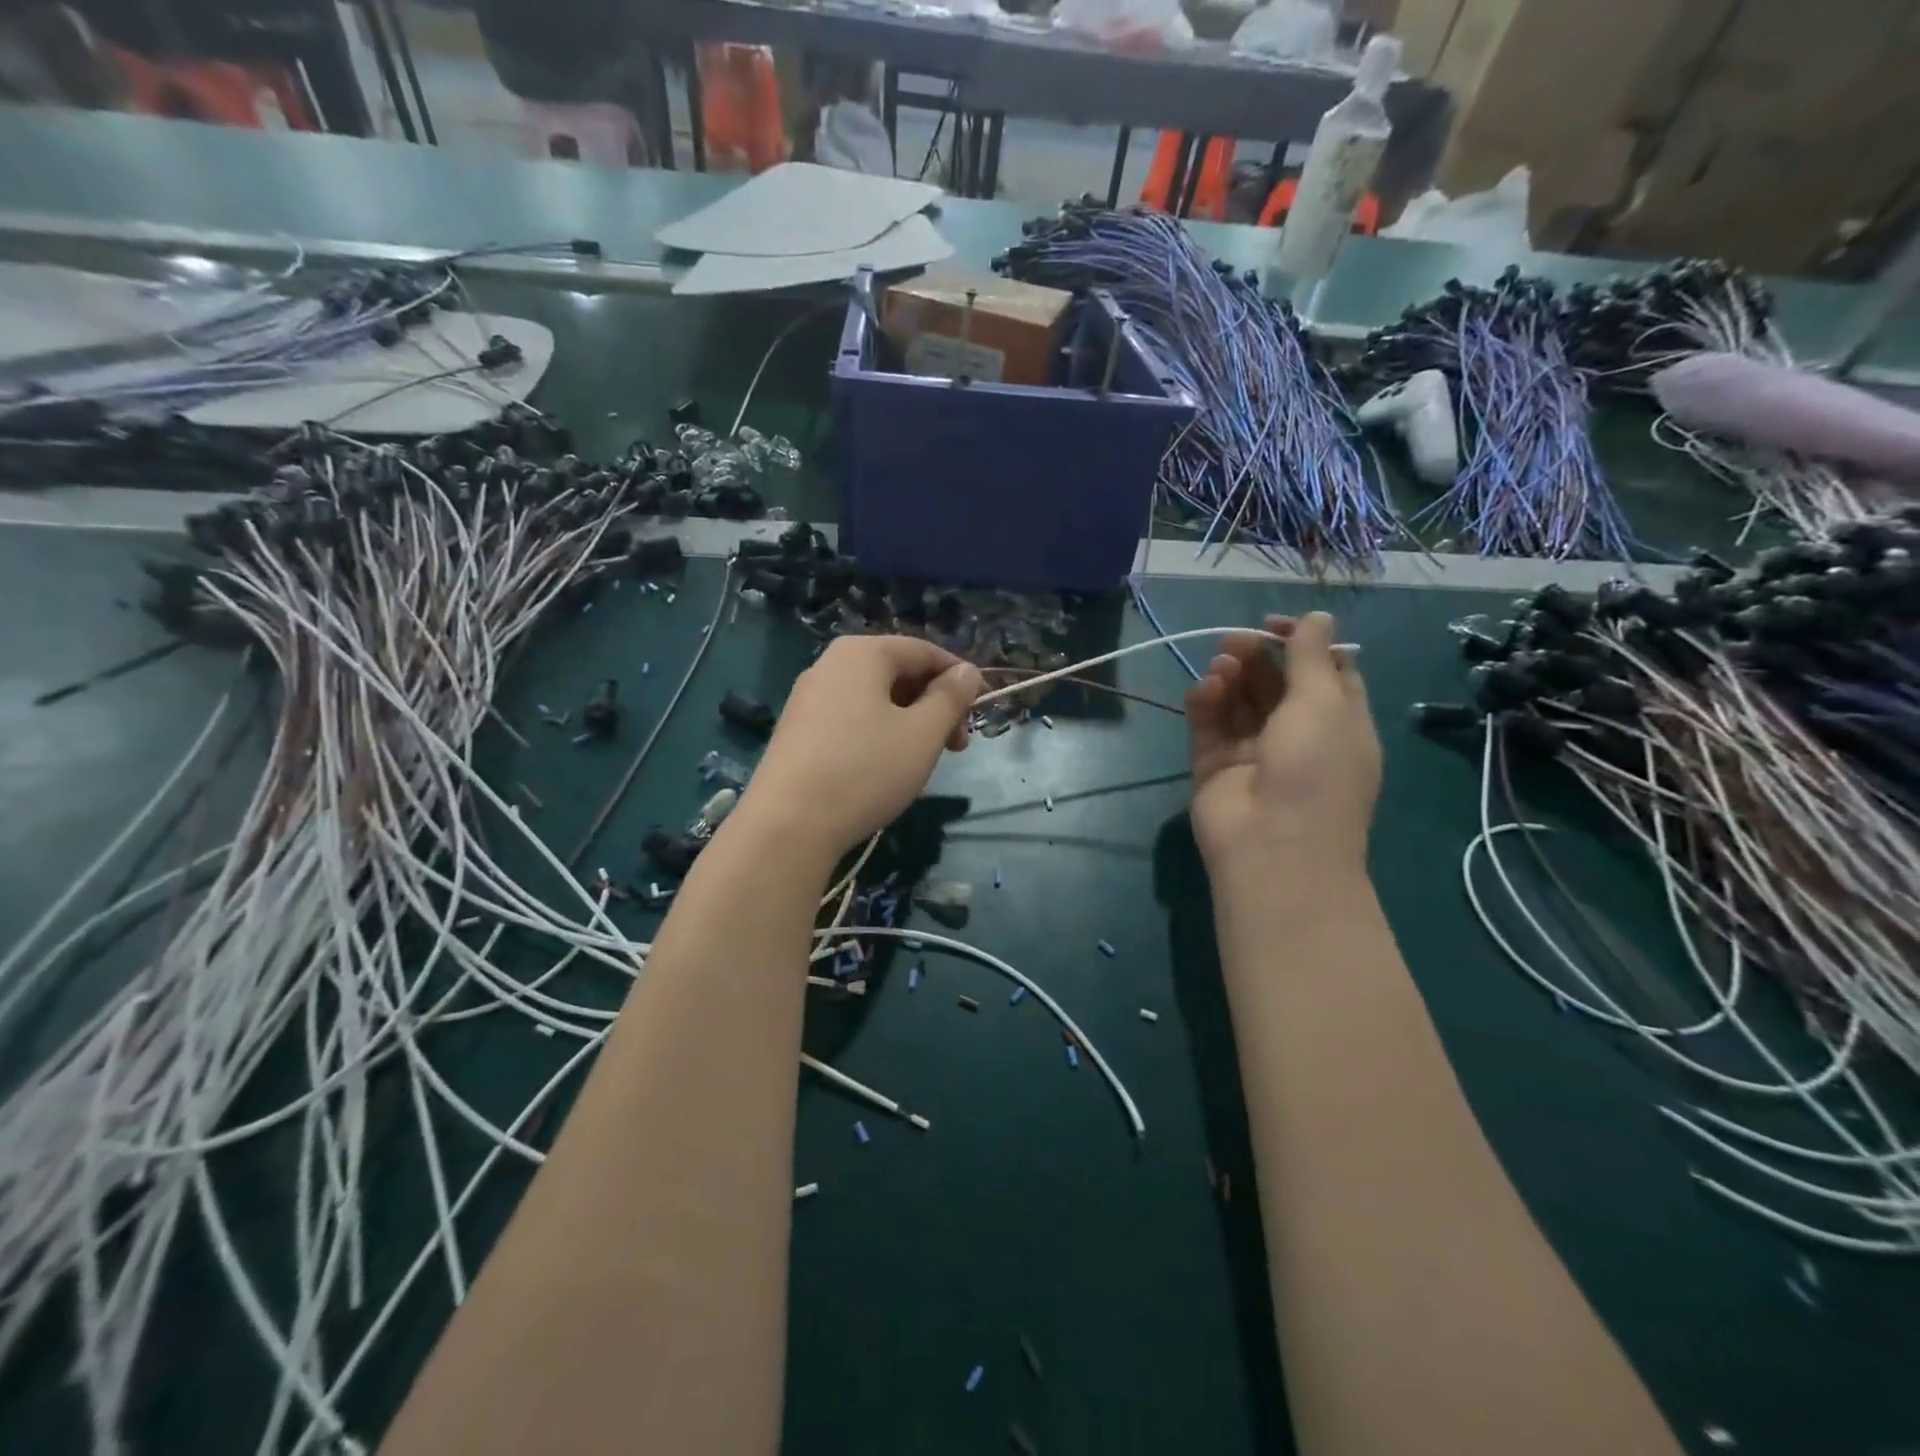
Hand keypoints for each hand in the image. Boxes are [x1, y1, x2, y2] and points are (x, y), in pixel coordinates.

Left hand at [741, 636, 983, 858]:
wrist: (788, 825)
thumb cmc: (866, 770)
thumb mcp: (923, 734)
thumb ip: (951, 697)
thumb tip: (967, 671)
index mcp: (862, 653)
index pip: (925, 651)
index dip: (960, 678)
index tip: (980, 713)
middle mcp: (830, 664)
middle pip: (898, 673)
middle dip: (934, 704)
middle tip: (956, 746)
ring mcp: (808, 697)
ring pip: (875, 699)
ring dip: (910, 722)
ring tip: (924, 760)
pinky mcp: (797, 730)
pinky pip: (851, 719)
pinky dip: (879, 734)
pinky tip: (885, 769)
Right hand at [1186, 611, 1380, 877]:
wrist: (1273, 846)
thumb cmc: (1315, 769)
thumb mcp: (1324, 703)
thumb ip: (1312, 656)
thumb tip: (1317, 616)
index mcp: (1339, 722)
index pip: (1323, 671)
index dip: (1301, 642)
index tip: (1273, 624)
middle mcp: (1298, 736)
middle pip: (1276, 683)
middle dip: (1257, 657)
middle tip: (1234, 641)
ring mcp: (1254, 752)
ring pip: (1239, 701)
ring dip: (1230, 677)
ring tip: (1220, 667)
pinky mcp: (1215, 765)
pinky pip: (1209, 725)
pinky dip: (1206, 702)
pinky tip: (1205, 689)